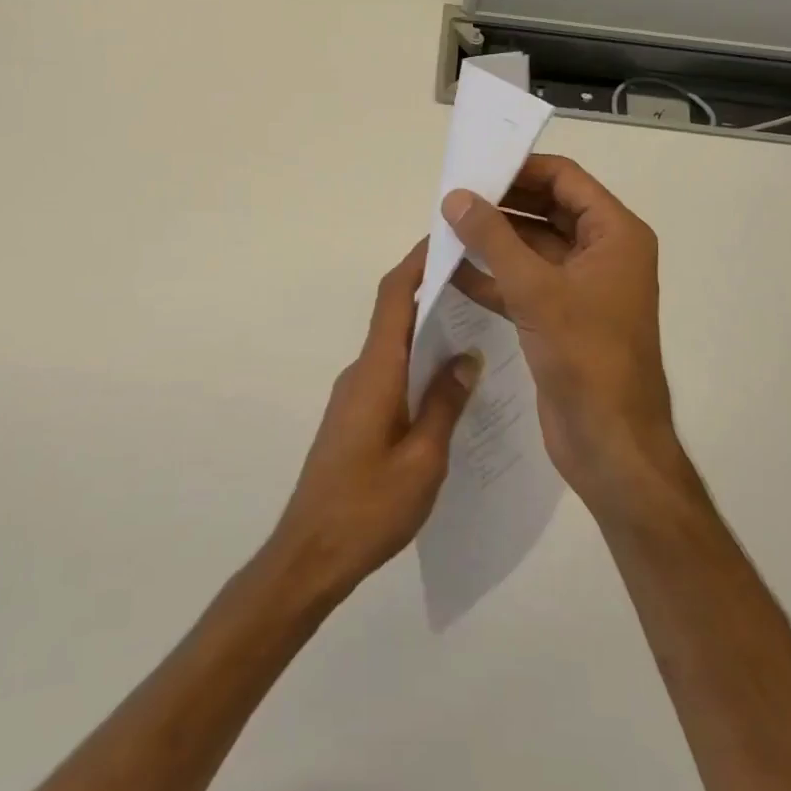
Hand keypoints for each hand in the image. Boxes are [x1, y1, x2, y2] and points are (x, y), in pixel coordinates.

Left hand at [266, 241, 477, 603]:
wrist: (310, 554)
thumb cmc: (369, 507)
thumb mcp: (424, 459)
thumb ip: (446, 403)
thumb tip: (468, 356)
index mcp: (376, 372)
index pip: (394, 296)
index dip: (417, 261)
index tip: (448, 237)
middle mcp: (361, 372)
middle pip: (394, 313)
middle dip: (431, 288)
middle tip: (480, 279)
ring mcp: (354, 393)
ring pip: (393, 344)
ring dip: (427, 326)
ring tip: (478, 324)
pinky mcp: (355, 414)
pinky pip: (390, 371)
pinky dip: (418, 360)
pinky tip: (451, 381)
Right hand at [445, 155, 682, 514]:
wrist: (610, 443)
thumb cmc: (585, 356)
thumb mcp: (535, 289)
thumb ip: (493, 238)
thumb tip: (455, 196)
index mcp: (615, 235)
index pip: (565, 180)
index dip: (521, 168)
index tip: (475, 167)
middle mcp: (602, 253)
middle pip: (547, 209)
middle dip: (501, 203)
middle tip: (452, 197)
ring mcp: (581, 287)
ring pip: (532, 247)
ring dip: (493, 239)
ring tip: (445, 228)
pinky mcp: (560, 317)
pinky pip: (524, 282)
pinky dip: (493, 276)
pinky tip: (452, 271)